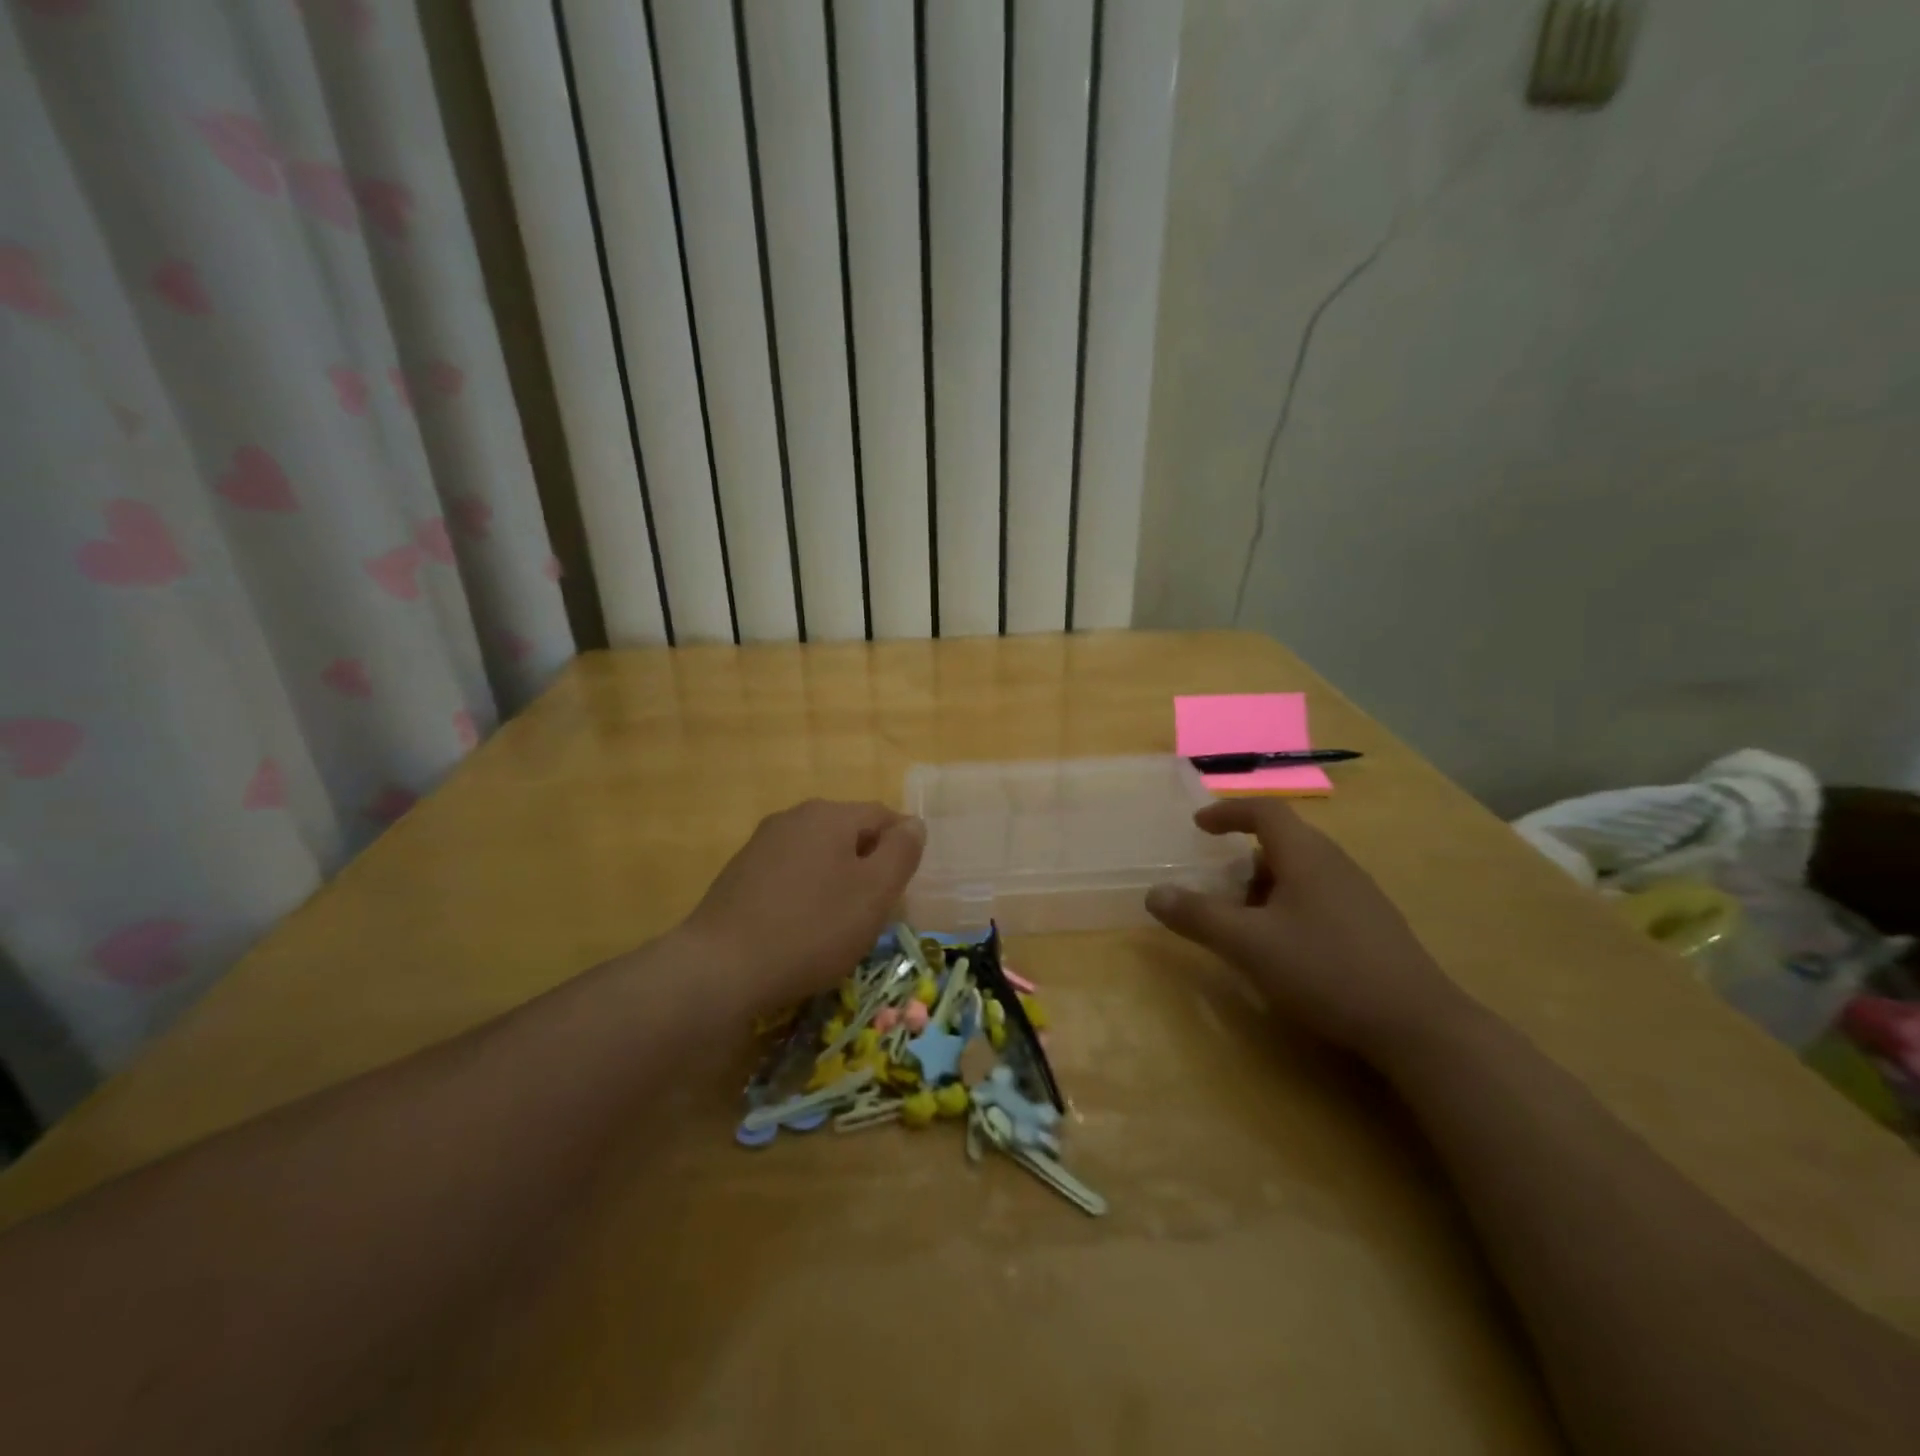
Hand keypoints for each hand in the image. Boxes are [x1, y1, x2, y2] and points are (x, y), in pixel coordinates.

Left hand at [679, 800, 925, 1014]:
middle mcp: (793, 817)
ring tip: (838, 925)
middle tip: (875, 911)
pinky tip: (800, 929)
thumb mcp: (875, 892)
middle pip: (848, 833)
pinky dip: (805, 894)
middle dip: (868, 866)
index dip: (902, 848)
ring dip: (836, 881)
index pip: (883, 816)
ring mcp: (761, 844)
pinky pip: (789, 875)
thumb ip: (902, 852)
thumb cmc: (812, 927)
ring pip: (818, 855)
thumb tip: (913, 824)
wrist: (720, 968)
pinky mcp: (739, 874)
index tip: (904, 889)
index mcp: (829, 814)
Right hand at [1145, 799, 1467, 1061]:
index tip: (1199, 826)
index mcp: (1306, 855)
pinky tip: (1285, 948)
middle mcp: (1335, 864)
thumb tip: (1155, 894)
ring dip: (1265, 886)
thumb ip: (1198, 916)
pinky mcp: (1372, 925)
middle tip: (1216, 886)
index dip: (1228, 812)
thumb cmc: (1325, 969)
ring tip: (1244, 922)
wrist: (1417, 1024)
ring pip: (1300, 872)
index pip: (1264, 811)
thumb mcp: (1248, 944)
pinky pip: (1318, 896)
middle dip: (1242, 858)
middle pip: (1282, 842)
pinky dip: (1288, 906)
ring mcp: (1359, 894)